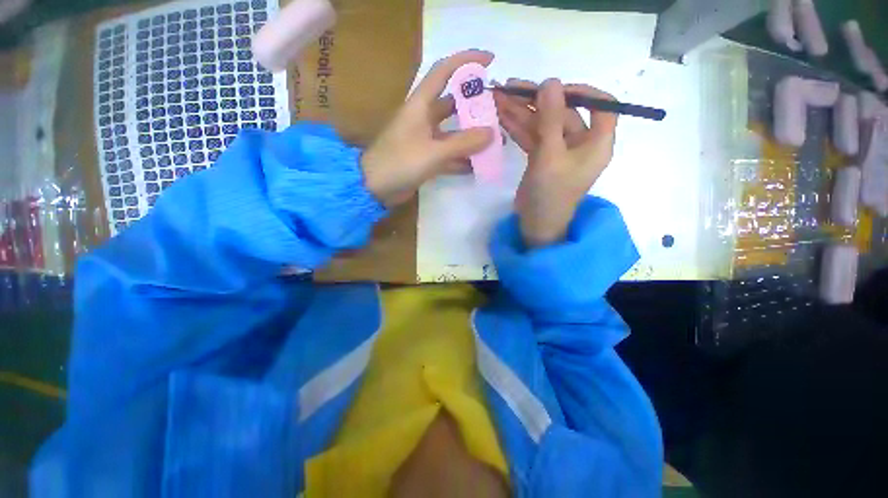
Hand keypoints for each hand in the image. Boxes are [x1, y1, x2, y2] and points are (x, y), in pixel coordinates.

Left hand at [361, 50, 495, 206]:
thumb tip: (491, 133)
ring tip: (494, 143)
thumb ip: (462, 143)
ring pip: (452, 133)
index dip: (466, 62)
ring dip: (471, 138)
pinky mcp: (425, 159)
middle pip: (452, 105)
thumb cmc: (400, 162)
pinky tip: (477, 166)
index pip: (443, 72)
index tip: (490, 61)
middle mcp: (423, 119)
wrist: (374, 187)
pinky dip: (461, 160)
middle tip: (497, 113)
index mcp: (420, 105)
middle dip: (474, 107)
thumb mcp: (433, 152)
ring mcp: (424, 140)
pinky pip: (448, 155)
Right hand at [493, 78, 617, 246]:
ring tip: (498, 98)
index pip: (602, 105)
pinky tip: (502, 117)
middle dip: (536, 100)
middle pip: (562, 112)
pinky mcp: (542, 158)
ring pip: (542, 124)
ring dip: (522, 112)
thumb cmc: (550, 194)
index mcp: (596, 142)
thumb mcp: (551, 156)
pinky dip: (518, 128)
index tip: (555, 88)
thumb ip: (550, 119)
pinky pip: (532, 137)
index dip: (581, 91)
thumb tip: (550, 81)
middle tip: (510, 87)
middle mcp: (580, 143)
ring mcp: (559, 151)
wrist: (536, 225)